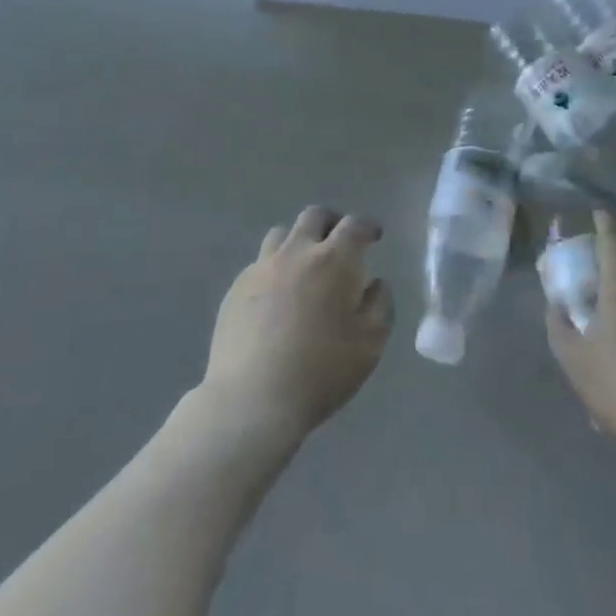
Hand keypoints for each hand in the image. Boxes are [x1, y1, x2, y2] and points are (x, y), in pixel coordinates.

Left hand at [202, 206, 393, 441]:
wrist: (254, 398)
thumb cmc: (322, 371)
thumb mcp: (371, 343)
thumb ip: (379, 305)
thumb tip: (376, 283)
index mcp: (334, 260)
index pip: (355, 225)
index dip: (368, 226)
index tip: (374, 236)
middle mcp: (296, 252)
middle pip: (314, 216)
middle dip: (332, 222)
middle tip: (340, 241)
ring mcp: (261, 267)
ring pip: (281, 234)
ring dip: (299, 240)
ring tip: (305, 265)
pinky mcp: (236, 288)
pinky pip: (260, 263)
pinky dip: (275, 268)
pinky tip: (277, 297)